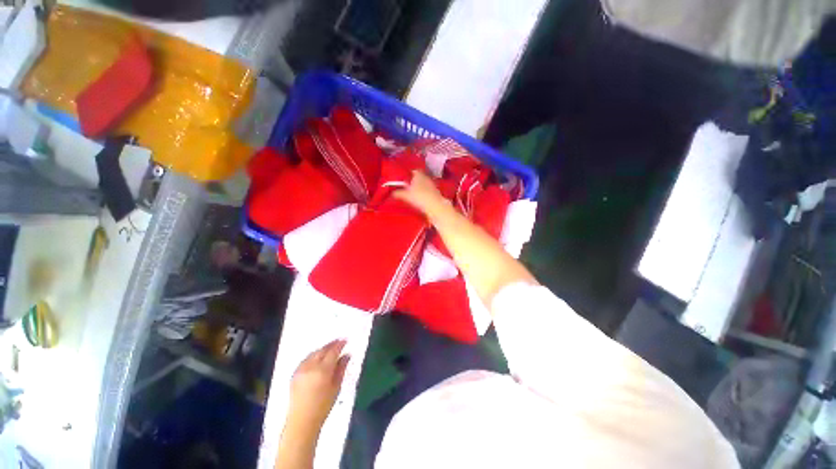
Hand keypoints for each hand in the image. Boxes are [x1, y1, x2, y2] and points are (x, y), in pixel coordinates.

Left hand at [288, 339, 350, 431]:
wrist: (301, 422)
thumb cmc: (322, 407)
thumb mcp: (336, 387)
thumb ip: (341, 369)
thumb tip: (347, 355)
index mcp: (323, 370)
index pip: (333, 352)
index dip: (340, 345)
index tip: (345, 340)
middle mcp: (311, 367)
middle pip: (322, 350)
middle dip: (331, 345)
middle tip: (339, 342)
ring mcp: (301, 370)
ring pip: (313, 353)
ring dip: (322, 349)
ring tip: (329, 349)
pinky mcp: (294, 374)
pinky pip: (305, 359)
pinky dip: (313, 355)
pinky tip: (317, 357)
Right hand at [394, 170, 449, 217]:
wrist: (436, 207)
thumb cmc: (420, 197)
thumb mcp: (406, 195)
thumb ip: (398, 193)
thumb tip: (391, 193)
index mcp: (419, 175)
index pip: (414, 171)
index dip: (409, 173)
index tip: (404, 178)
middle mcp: (427, 178)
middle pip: (419, 178)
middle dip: (414, 181)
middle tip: (407, 186)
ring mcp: (433, 186)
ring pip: (424, 185)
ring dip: (419, 188)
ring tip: (413, 194)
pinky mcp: (436, 194)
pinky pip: (428, 192)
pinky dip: (424, 195)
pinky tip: (420, 200)